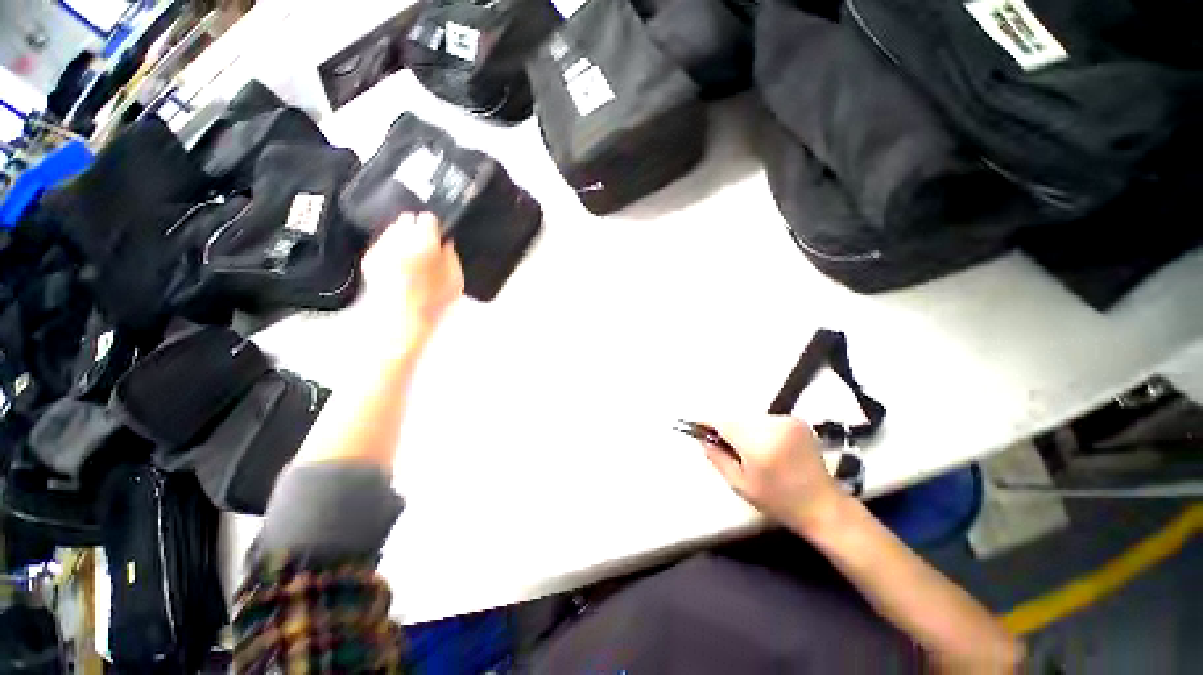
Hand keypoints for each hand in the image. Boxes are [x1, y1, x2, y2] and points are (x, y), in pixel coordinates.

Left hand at [360, 212, 463, 346]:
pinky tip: (399, 265)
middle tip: (425, 246)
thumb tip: (445, 243)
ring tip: (412, 256)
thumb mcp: (455, 280)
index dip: (435, 227)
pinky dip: (391, 249)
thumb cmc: (434, 302)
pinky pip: (382, 245)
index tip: (438, 235)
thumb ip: (451, 257)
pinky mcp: (369, 258)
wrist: (401, 321)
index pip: (428, 218)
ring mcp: (381, 248)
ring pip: (392, 230)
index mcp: (423, 242)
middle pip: (406, 219)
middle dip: (416, 229)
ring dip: (402, 237)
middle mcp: (398, 239)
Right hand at [702, 416, 850, 536]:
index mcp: (758, 443)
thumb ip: (717, 458)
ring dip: (745, 430)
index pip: (723, 422)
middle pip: (737, 420)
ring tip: (751, 451)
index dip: (708, 424)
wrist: (823, 506)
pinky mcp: (797, 421)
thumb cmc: (778, 501)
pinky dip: (760, 429)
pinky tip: (768, 446)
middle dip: (728, 431)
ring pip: (750, 419)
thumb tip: (702, 438)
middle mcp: (773, 425)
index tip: (699, 430)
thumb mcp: (740, 485)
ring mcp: (787, 421)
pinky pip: (766, 420)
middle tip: (729, 450)